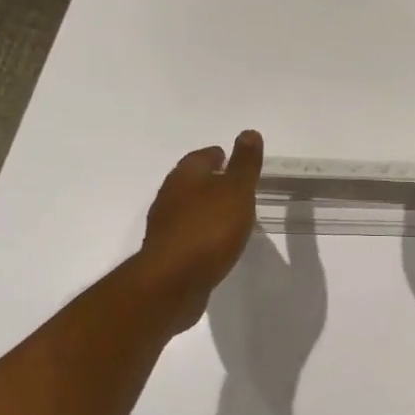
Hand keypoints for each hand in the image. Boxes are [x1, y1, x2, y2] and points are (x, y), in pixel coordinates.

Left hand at [138, 130, 263, 331]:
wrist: (173, 282)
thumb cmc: (209, 229)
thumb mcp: (236, 190)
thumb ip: (244, 163)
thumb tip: (248, 132)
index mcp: (185, 176)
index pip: (201, 157)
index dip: (218, 155)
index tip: (231, 158)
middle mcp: (170, 197)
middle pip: (191, 181)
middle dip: (210, 180)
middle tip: (234, 185)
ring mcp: (166, 227)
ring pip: (188, 208)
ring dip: (205, 208)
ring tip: (229, 214)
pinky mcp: (168, 254)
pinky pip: (188, 234)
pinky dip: (202, 232)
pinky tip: (216, 242)